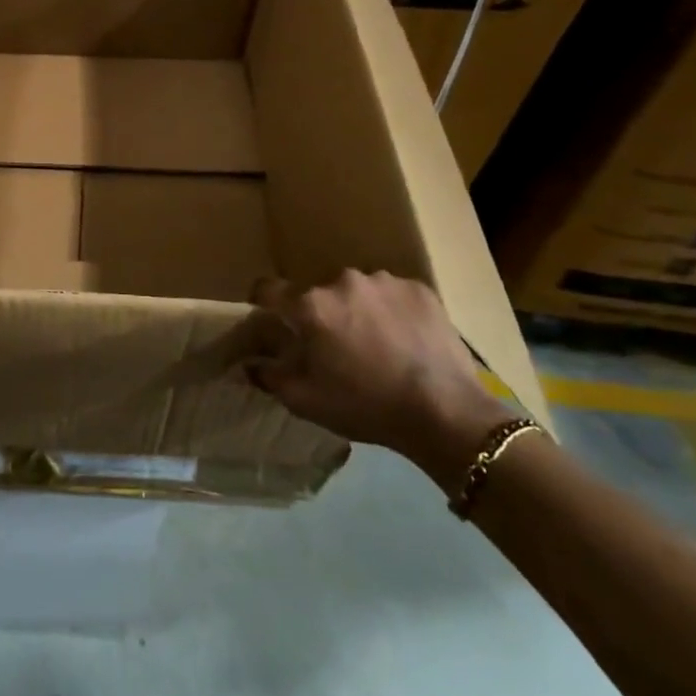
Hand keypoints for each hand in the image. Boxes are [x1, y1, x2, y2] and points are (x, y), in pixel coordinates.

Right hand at [249, 270, 515, 490]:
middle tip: (335, 347)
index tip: (270, 318)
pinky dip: (392, 311)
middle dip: (321, 314)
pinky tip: (405, 340)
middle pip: (318, 293)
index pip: (268, 289)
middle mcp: (342, 281)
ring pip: (357, 291)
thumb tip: (249, 364)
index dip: (263, 303)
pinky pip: (392, 294)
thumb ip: (270, 377)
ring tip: (377, 344)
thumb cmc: (366, 407)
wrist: (446, 414)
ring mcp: (384, 281)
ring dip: (358, 310)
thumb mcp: (306, 401)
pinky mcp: (419, 289)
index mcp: (310, 306)